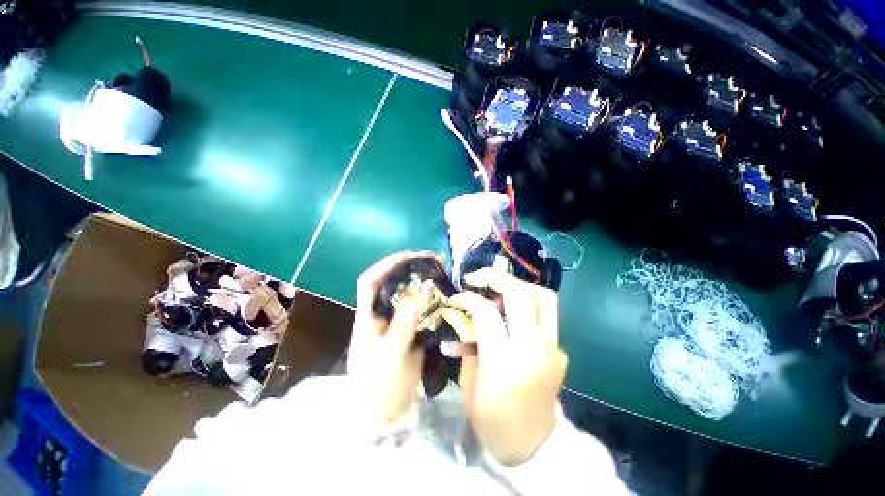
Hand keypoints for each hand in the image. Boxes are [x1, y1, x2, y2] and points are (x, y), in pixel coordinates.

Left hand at [348, 251, 436, 425]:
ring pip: (407, 293)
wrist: (388, 413)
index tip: (408, 256)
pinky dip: (432, 297)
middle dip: (410, 267)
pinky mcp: (411, 329)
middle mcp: (381, 315)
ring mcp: (397, 322)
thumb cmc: (380, 388)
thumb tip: (417, 294)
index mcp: (367, 318)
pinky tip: (445, 292)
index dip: (385, 265)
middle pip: (391, 283)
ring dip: (422, 279)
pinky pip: (421, 307)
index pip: (369, 282)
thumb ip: (402, 327)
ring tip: (442, 268)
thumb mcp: (390, 358)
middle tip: (433, 259)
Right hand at [449, 268, 567, 465]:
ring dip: (518, 285)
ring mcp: (552, 348)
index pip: (486, 311)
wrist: (532, 447)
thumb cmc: (492, 420)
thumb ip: (468, 343)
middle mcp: (533, 348)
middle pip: (520, 293)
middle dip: (495, 277)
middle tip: (477, 278)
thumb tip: (461, 316)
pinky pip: (546, 315)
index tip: (455, 298)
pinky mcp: (560, 350)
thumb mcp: (469, 384)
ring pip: (543, 296)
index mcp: (505, 362)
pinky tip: (512, 314)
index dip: (467, 298)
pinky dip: (527, 305)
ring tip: (498, 289)